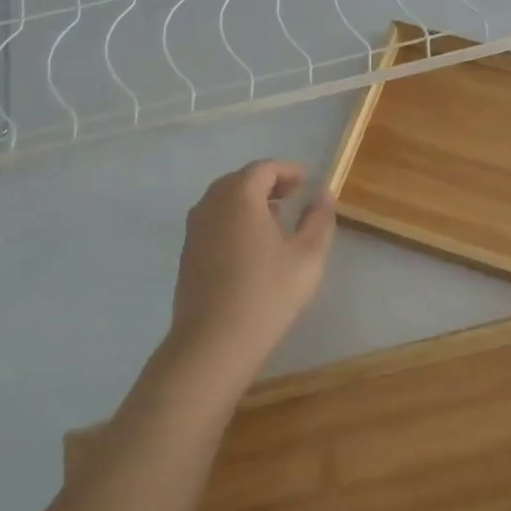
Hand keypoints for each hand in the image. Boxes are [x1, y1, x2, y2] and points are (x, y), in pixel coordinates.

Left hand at [164, 160, 335, 382]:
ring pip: (223, 201)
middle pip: (240, 181)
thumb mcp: (307, 256)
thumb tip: (323, 194)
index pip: (263, 168)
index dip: (287, 171)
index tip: (306, 183)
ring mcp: (194, 229)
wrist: (213, 342)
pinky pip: (213, 222)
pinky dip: (233, 221)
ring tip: (275, 221)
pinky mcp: (187, 253)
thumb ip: (319, 219)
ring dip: (249, 203)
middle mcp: (210, 204)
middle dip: (268, 184)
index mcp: (239, 196)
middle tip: (292, 198)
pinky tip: (251, 248)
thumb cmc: (267, 293)